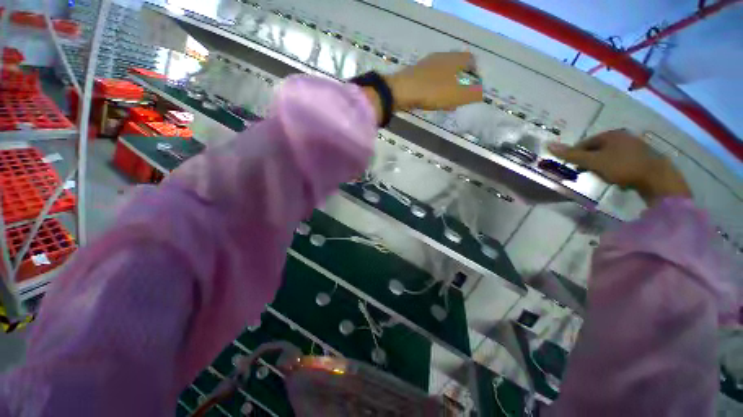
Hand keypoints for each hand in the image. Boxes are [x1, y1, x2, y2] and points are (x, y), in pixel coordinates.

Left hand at [386, 52, 482, 111]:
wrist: (402, 91)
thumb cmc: (433, 91)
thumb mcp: (458, 95)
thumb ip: (473, 94)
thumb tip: (480, 94)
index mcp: (455, 59)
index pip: (471, 61)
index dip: (475, 75)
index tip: (473, 89)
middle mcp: (442, 58)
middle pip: (457, 69)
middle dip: (461, 84)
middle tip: (460, 99)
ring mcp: (427, 65)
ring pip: (443, 77)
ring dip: (448, 89)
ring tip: (448, 104)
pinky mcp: (416, 75)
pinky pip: (431, 83)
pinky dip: (436, 92)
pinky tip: (433, 103)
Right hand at [547, 129, 690, 205]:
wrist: (657, 177)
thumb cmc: (622, 167)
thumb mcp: (593, 162)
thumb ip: (572, 155)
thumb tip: (549, 145)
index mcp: (610, 134)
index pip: (585, 143)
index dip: (576, 154)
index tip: (572, 167)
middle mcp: (623, 136)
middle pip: (598, 148)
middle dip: (590, 160)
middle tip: (587, 172)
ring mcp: (635, 145)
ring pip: (610, 154)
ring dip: (602, 164)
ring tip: (601, 175)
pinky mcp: (643, 155)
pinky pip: (622, 159)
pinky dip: (615, 166)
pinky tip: (617, 176)